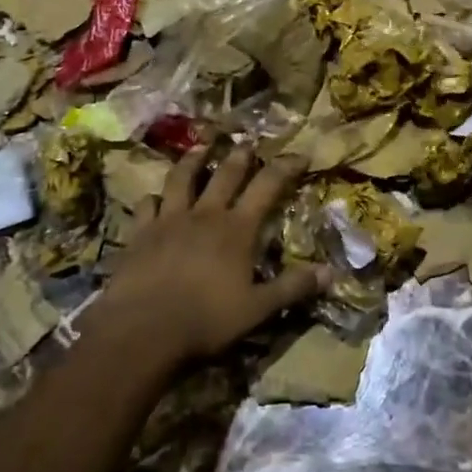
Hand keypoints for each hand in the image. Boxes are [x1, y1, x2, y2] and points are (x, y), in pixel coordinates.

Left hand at [94, 141, 328, 367]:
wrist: (142, 330)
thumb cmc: (206, 320)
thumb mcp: (258, 309)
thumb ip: (292, 288)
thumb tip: (331, 273)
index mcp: (237, 229)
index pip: (267, 186)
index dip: (285, 167)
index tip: (299, 154)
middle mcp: (205, 215)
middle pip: (225, 174)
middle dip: (240, 155)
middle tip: (248, 141)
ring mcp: (169, 220)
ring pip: (182, 179)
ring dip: (192, 160)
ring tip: (199, 145)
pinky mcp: (140, 234)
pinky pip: (147, 206)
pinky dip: (152, 198)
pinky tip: (154, 197)